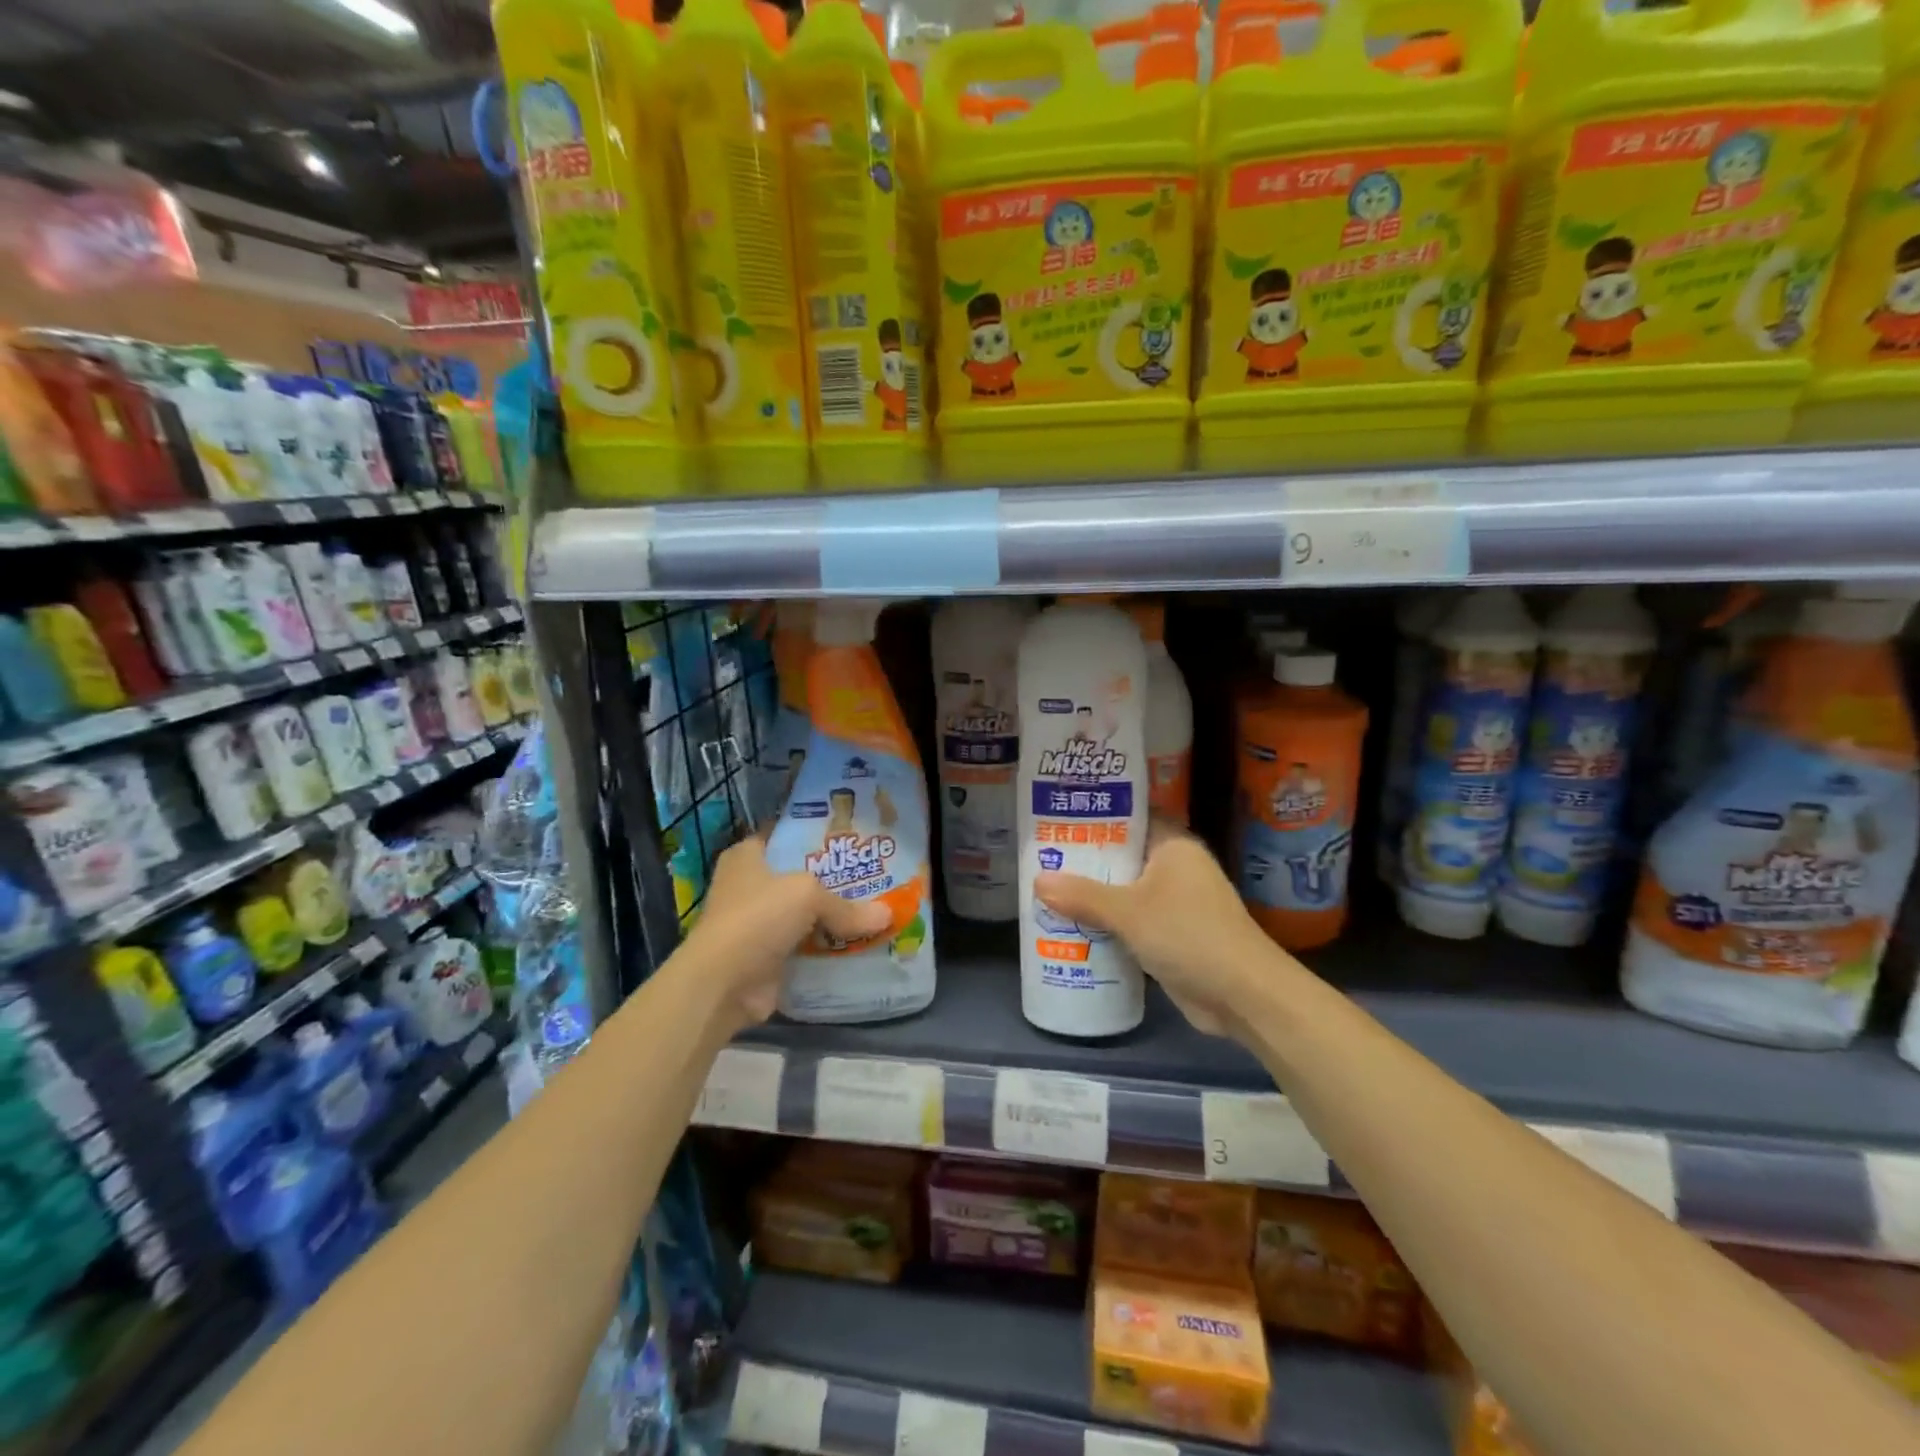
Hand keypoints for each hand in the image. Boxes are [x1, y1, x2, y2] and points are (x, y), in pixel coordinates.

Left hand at [679, 836, 889, 1026]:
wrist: (724, 983)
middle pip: (798, 877)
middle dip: (831, 879)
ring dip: (831, 918)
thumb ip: (847, 905)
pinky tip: (860, 944)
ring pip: (804, 915)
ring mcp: (756, 924)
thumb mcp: (808, 895)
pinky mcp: (767, 958)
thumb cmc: (758, 917)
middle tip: (872, 874)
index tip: (849, 838)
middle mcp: (748, 886)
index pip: (783, 836)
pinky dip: (827, 950)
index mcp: (746, 857)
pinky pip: (806, 948)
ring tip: (874, 908)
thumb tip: (888, 915)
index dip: (814, 836)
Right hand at [1034, 820, 1278, 1039]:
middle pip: (1123, 855)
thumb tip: (1037, 881)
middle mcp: (1176, 868)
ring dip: (1094, 894)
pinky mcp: (1173, 935)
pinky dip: (1108, 922)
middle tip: (1041, 855)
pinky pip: (1132, 920)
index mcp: (1173, 845)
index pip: (1130, 817)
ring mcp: (1176, 903)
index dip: (1096, 815)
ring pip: (1125, 890)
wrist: (1243, 995)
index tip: (1058, 815)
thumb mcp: (1129, 912)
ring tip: (1047, 888)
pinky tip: (1072, 925)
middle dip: (1086, 860)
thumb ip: (1083, 896)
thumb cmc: (1188, 935)